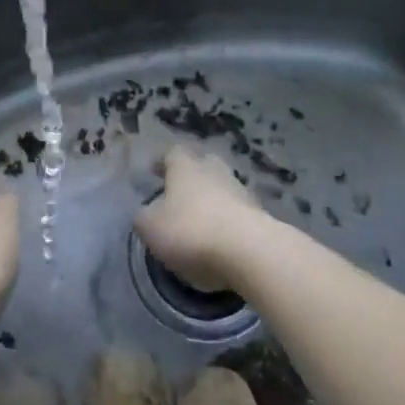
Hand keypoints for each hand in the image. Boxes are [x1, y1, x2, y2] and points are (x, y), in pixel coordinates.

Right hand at [135, 144, 268, 293]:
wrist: (249, 252)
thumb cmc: (191, 231)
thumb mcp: (151, 227)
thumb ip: (144, 217)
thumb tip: (147, 214)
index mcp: (185, 167)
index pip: (172, 153)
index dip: (162, 162)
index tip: (154, 172)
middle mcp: (215, 171)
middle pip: (204, 164)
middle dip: (192, 176)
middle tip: (181, 193)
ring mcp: (241, 192)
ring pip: (223, 188)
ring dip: (213, 200)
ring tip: (201, 222)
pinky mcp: (260, 217)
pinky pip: (238, 213)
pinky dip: (228, 222)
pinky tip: (221, 241)